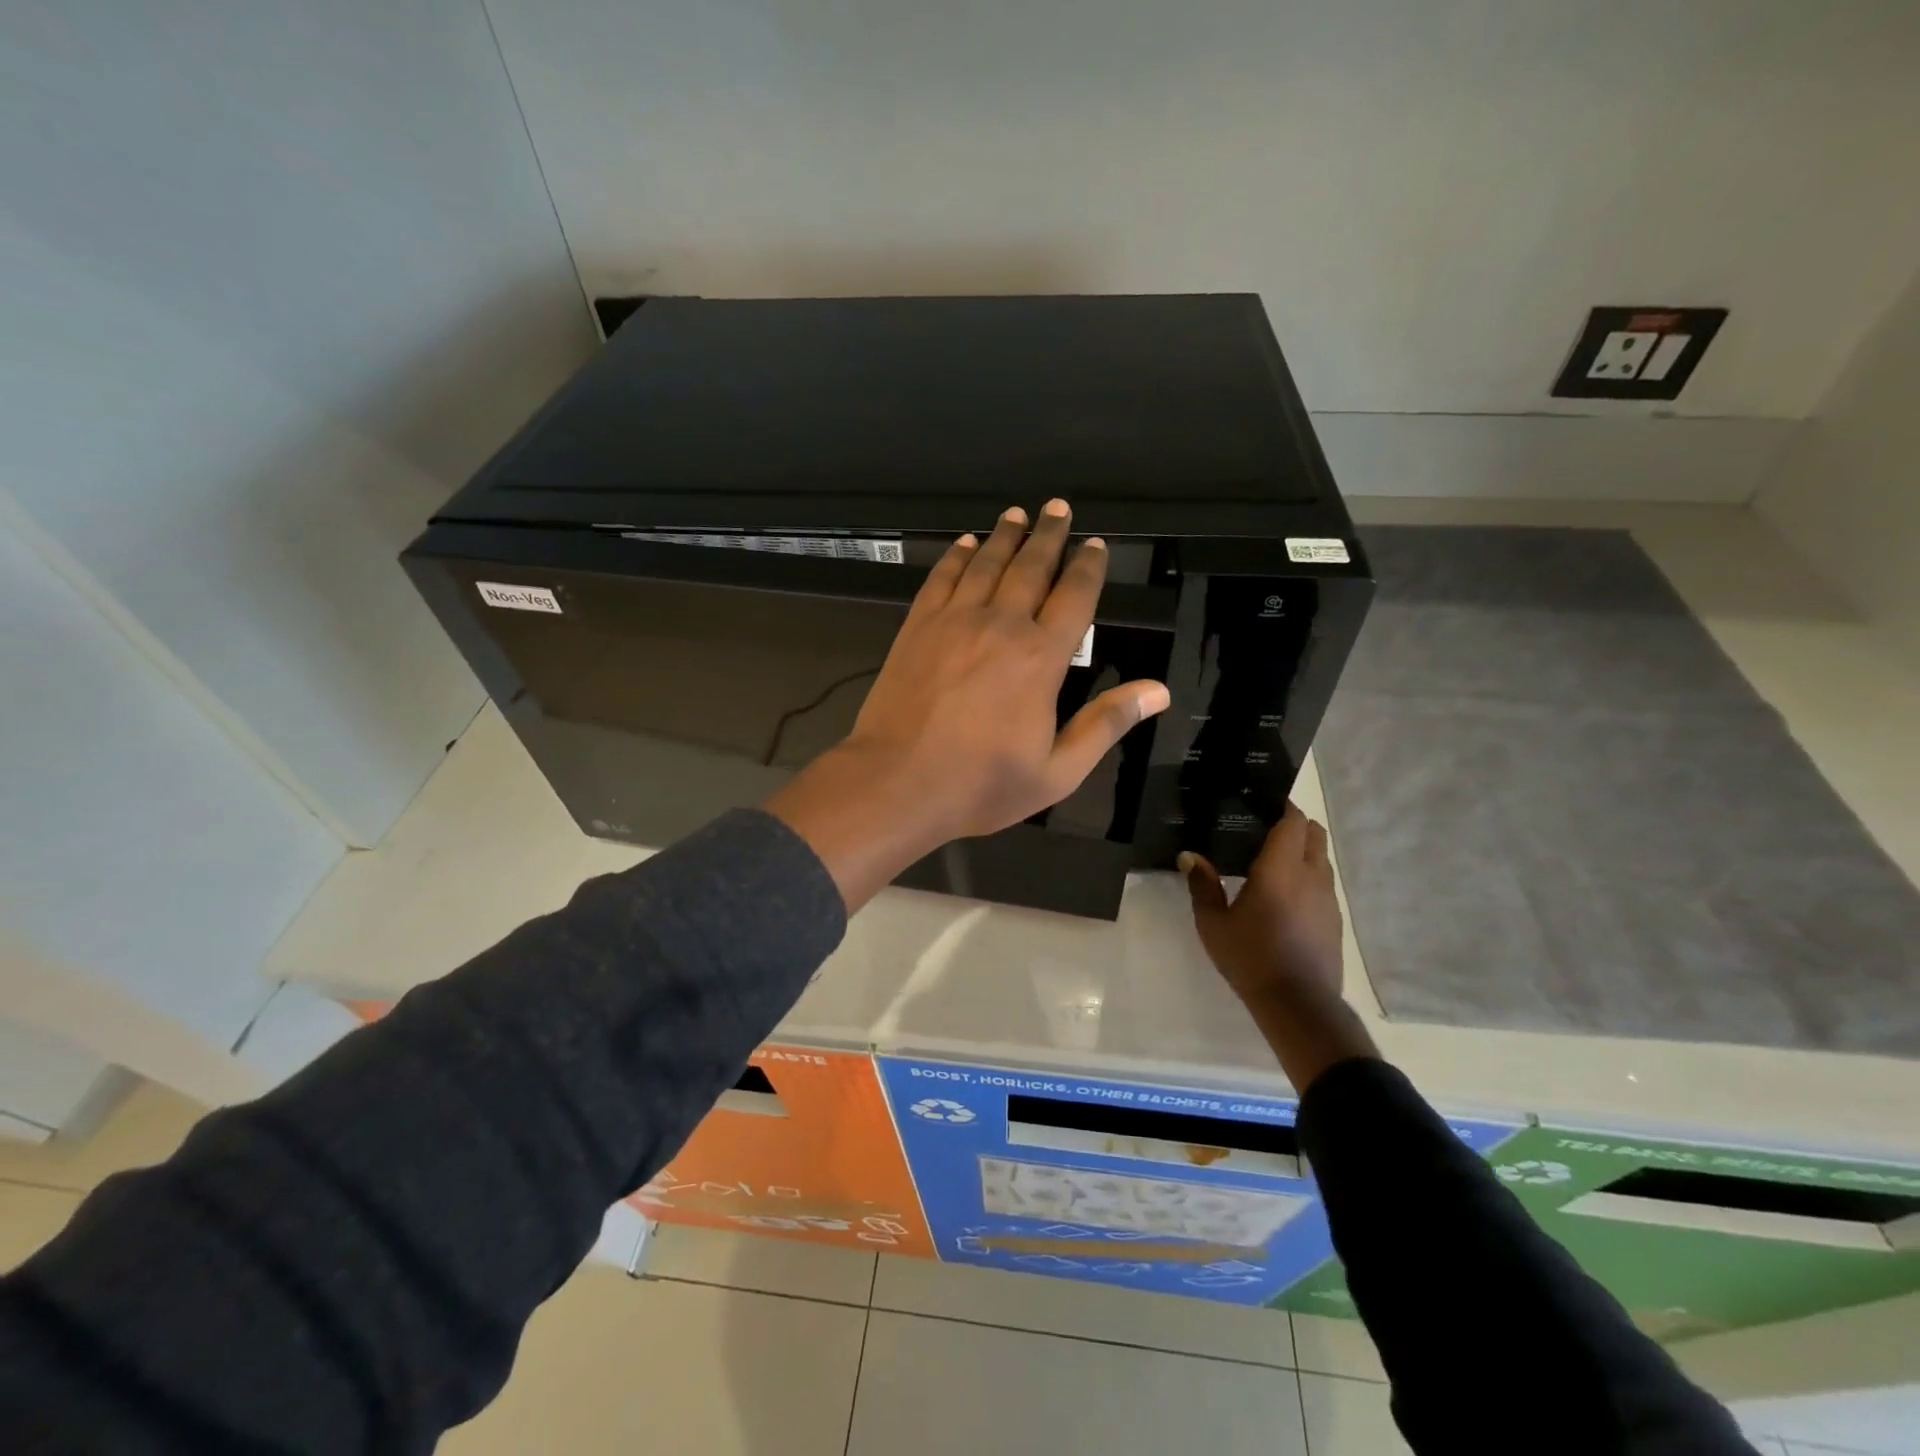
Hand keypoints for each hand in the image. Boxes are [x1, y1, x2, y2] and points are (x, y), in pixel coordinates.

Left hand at [767, 499, 1170, 909]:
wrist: (896, 783)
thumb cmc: (980, 785)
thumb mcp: (1057, 771)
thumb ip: (1105, 725)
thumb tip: (1158, 691)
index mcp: (1041, 658)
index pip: (1074, 598)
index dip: (1088, 567)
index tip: (1095, 544)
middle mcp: (1001, 626)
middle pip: (1031, 568)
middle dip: (1049, 536)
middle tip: (1058, 508)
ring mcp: (954, 622)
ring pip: (985, 565)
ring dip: (1005, 536)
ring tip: (1018, 514)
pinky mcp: (916, 628)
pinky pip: (941, 579)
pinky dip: (956, 556)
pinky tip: (964, 542)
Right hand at [1181, 803, 1377, 1091]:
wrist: (1298, 1004)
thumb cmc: (1250, 957)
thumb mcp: (1213, 923)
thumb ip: (1203, 885)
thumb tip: (1189, 856)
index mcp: (1281, 869)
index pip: (1293, 821)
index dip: (1282, 806)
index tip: (1262, 802)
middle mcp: (1311, 876)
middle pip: (1314, 833)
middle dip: (1294, 823)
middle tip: (1264, 827)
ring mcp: (1328, 898)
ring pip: (1322, 858)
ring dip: (1303, 849)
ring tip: (1273, 859)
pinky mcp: (1335, 919)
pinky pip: (1323, 882)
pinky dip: (1308, 875)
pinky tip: (1285, 893)